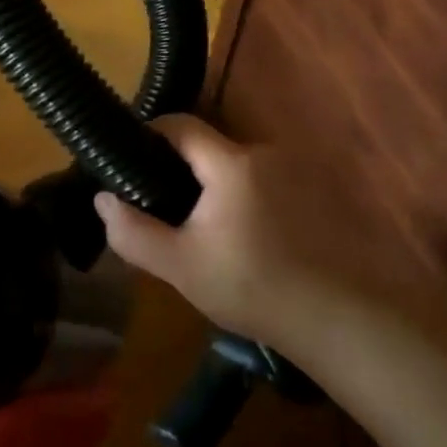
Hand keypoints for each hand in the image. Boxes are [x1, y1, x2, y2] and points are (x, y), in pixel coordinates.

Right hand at [94, 114, 340, 352]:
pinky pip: (272, 183)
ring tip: (211, 231)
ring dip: (222, 188)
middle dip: (186, 170)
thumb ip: (132, 231)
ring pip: (242, 168)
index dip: (151, 131)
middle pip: (212, 148)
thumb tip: (102, 199)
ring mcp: (301, 171)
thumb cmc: (254, 289)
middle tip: (169, 209)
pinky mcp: (324, 193)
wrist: (344, 322)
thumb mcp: (180, 266)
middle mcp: (267, 154)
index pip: (181, 124)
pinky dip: (253, 199)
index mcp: (231, 163)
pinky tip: (253, 240)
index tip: (132, 157)